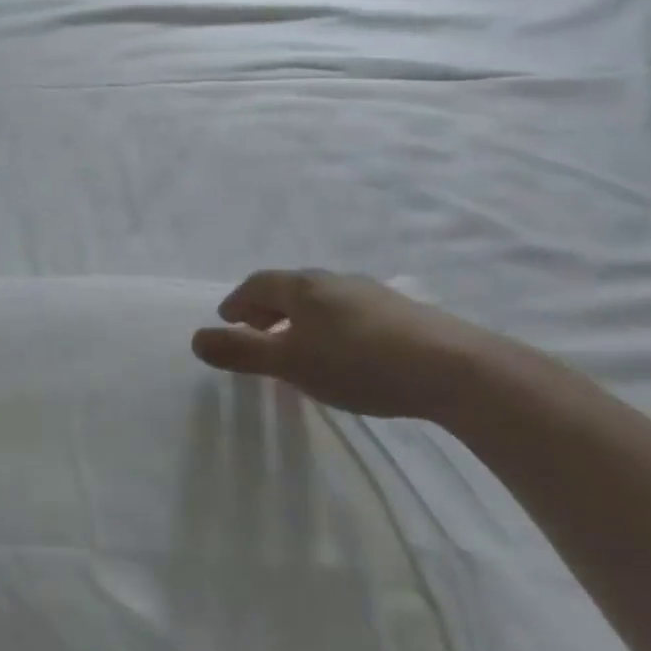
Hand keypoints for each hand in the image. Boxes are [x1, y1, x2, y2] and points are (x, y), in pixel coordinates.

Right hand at [191, 269, 517, 422]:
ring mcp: (372, 294)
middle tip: (256, 331)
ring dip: (301, 317)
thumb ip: (242, 352)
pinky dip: (331, 326)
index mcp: (303, 286)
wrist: (456, 369)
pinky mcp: (403, 313)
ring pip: (323, 300)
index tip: (227, 320)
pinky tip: (345, 352)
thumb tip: (194, 339)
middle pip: (290, 288)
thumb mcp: (291, 363)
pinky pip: (350, 312)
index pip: (258, 284)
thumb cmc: (359, 363)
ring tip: (299, 344)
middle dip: (267, 307)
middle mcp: (334, 281)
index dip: (237, 301)